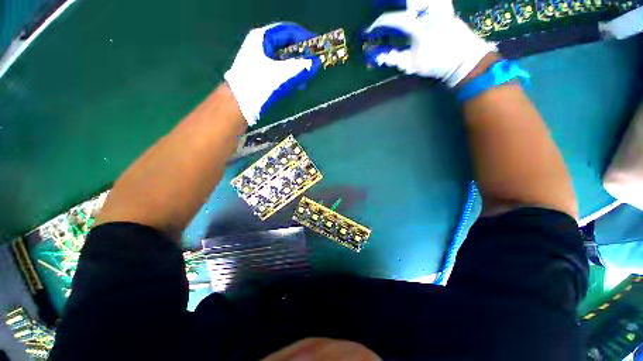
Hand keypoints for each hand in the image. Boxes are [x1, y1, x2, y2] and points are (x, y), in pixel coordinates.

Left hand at [225, 23, 320, 125]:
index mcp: (263, 38)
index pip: (288, 30)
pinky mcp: (260, 72)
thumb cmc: (259, 85)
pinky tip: (297, 84)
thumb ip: (302, 68)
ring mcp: (259, 59)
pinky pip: (279, 69)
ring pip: (284, 59)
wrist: (239, 104)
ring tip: (306, 77)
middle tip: (313, 63)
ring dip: (296, 67)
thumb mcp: (282, 75)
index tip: (317, 46)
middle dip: (301, 55)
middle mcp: (260, 45)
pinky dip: (289, 75)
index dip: (304, 37)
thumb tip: (317, 64)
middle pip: (286, 45)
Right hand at [363, 0, 496, 86]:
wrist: (463, 60)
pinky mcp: (447, 6)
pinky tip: (419, 5)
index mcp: (418, 27)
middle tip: (383, 4)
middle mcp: (428, 11)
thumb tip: (377, 56)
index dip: (379, 24)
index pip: (394, 19)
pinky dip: (426, 2)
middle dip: (392, 1)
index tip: (371, 29)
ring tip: (401, 5)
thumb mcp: (412, 64)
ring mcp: (439, 6)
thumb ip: (394, 58)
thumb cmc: (436, 64)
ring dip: (409, 1)